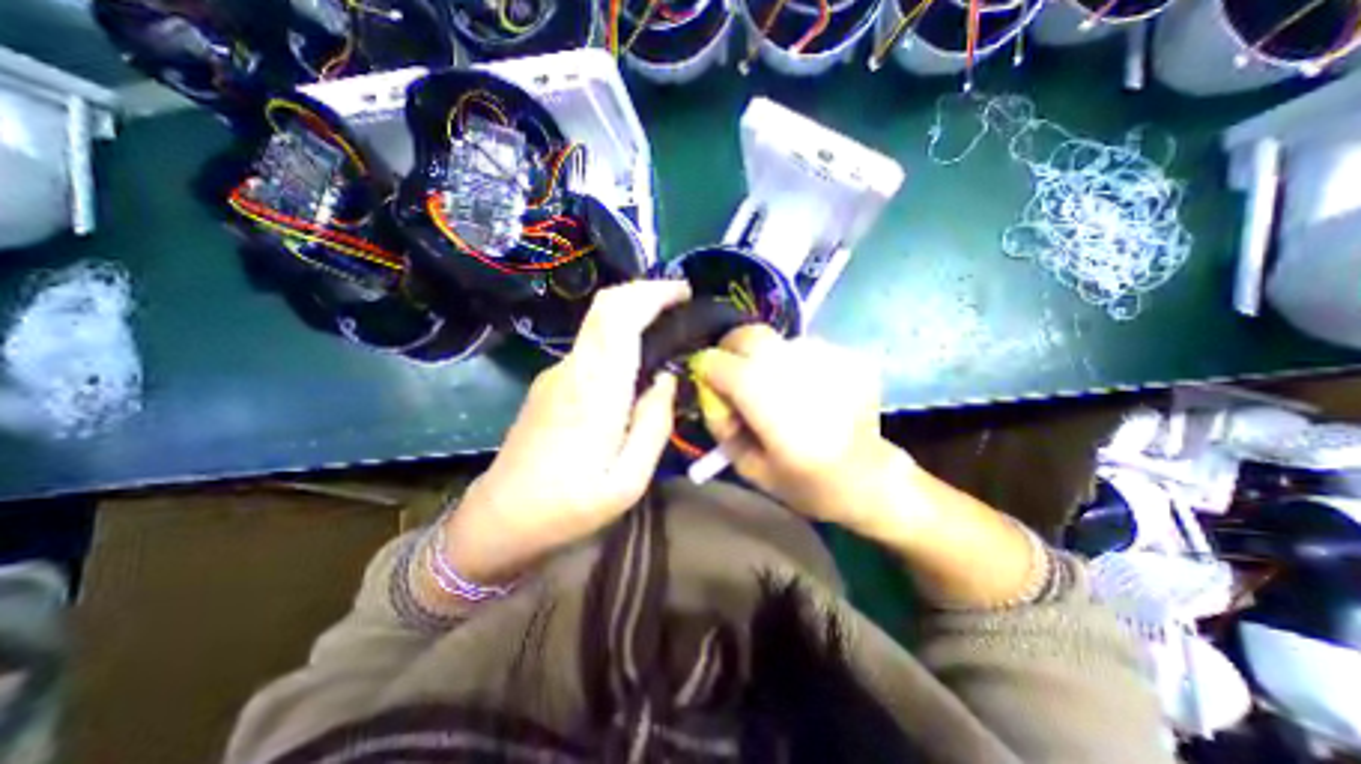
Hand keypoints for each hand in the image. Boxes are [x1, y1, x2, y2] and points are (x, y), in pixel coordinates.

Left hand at [442, 280, 690, 584]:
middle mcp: (572, 369)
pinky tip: (636, 362)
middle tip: (680, 301)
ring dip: (633, 313)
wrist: (500, 520)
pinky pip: (592, 346)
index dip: (652, 293)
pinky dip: (619, 336)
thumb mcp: (629, 481)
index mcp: (594, 390)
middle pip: (605, 306)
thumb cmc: (568, 507)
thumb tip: (665, 380)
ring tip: (666, 329)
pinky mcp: (550, 384)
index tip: (684, 292)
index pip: (618, 316)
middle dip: (645, 291)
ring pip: (598, 323)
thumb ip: (654, 424)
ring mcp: (556, 373)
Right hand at [693, 321, 900, 531]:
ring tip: (780, 389)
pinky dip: (798, 365)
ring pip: (778, 341)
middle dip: (732, 351)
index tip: (711, 385)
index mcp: (762, 393)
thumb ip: (722, 426)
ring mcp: (824, 355)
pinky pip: (807, 350)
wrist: (870, 479)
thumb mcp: (749, 466)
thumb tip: (712, 395)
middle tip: (737, 375)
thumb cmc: (805, 482)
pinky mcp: (847, 356)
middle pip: (747, 335)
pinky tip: (809, 391)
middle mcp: (791, 364)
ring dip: (768, 360)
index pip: (717, 362)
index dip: (707, 372)